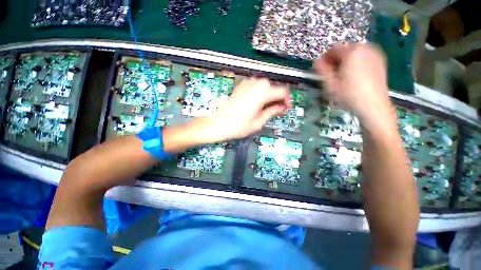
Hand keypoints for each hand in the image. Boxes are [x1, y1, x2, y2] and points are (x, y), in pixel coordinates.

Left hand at [207, 78, 290, 140]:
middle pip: (273, 87)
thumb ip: (272, 112)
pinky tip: (257, 102)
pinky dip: (260, 93)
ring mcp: (247, 84)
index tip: (286, 107)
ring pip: (264, 85)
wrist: (218, 123)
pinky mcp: (241, 86)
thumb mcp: (258, 122)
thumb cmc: (238, 126)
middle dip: (277, 97)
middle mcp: (255, 85)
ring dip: (269, 95)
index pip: (282, 91)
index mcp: (262, 94)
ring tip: (267, 107)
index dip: (287, 99)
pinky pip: (255, 86)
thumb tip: (281, 108)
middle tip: (276, 109)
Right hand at [314, 43, 396, 132]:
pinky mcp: (380, 60)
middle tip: (333, 74)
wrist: (372, 105)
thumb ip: (322, 70)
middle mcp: (365, 48)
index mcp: (351, 52)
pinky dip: (357, 62)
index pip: (333, 49)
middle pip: (345, 49)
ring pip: (355, 53)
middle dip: (337, 59)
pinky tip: (356, 75)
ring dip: (347, 60)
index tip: (323, 69)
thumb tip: (316, 61)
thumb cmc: (349, 95)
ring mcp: (375, 54)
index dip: (325, 59)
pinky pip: (365, 56)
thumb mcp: (330, 83)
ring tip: (344, 75)